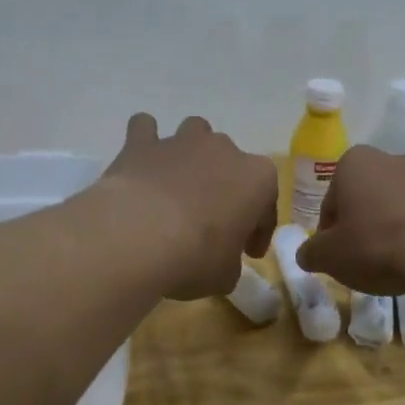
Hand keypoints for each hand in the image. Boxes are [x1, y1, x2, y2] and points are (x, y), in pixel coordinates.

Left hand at [99, 113, 277, 300]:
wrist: (138, 237)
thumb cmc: (196, 257)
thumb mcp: (225, 275)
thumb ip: (229, 263)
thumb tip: (220, 262)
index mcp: (257, 179)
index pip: (266, 205)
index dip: (259, 231)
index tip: (249, 253)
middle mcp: (224, 150)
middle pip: (231, 166)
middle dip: (225, 190)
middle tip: (213, 225)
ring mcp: (181, 141)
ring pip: (196, 134)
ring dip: (192, 155)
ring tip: (181, 185)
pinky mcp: (141, 143)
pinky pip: (145, 130)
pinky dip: (145, 141)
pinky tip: (143, 161)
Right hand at [294, 145, 404, 294]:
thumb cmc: (375, 246)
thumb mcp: (329, 257)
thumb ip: (311, 253)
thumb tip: (307, 254)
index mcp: (354, 163)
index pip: (330, 202)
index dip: (329, 233)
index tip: (335, 257)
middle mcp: (390, 159)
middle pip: (364, 199)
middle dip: (361, 226)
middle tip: (361, 260)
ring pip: (396, 207)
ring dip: (390, 229)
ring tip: (393, 263)